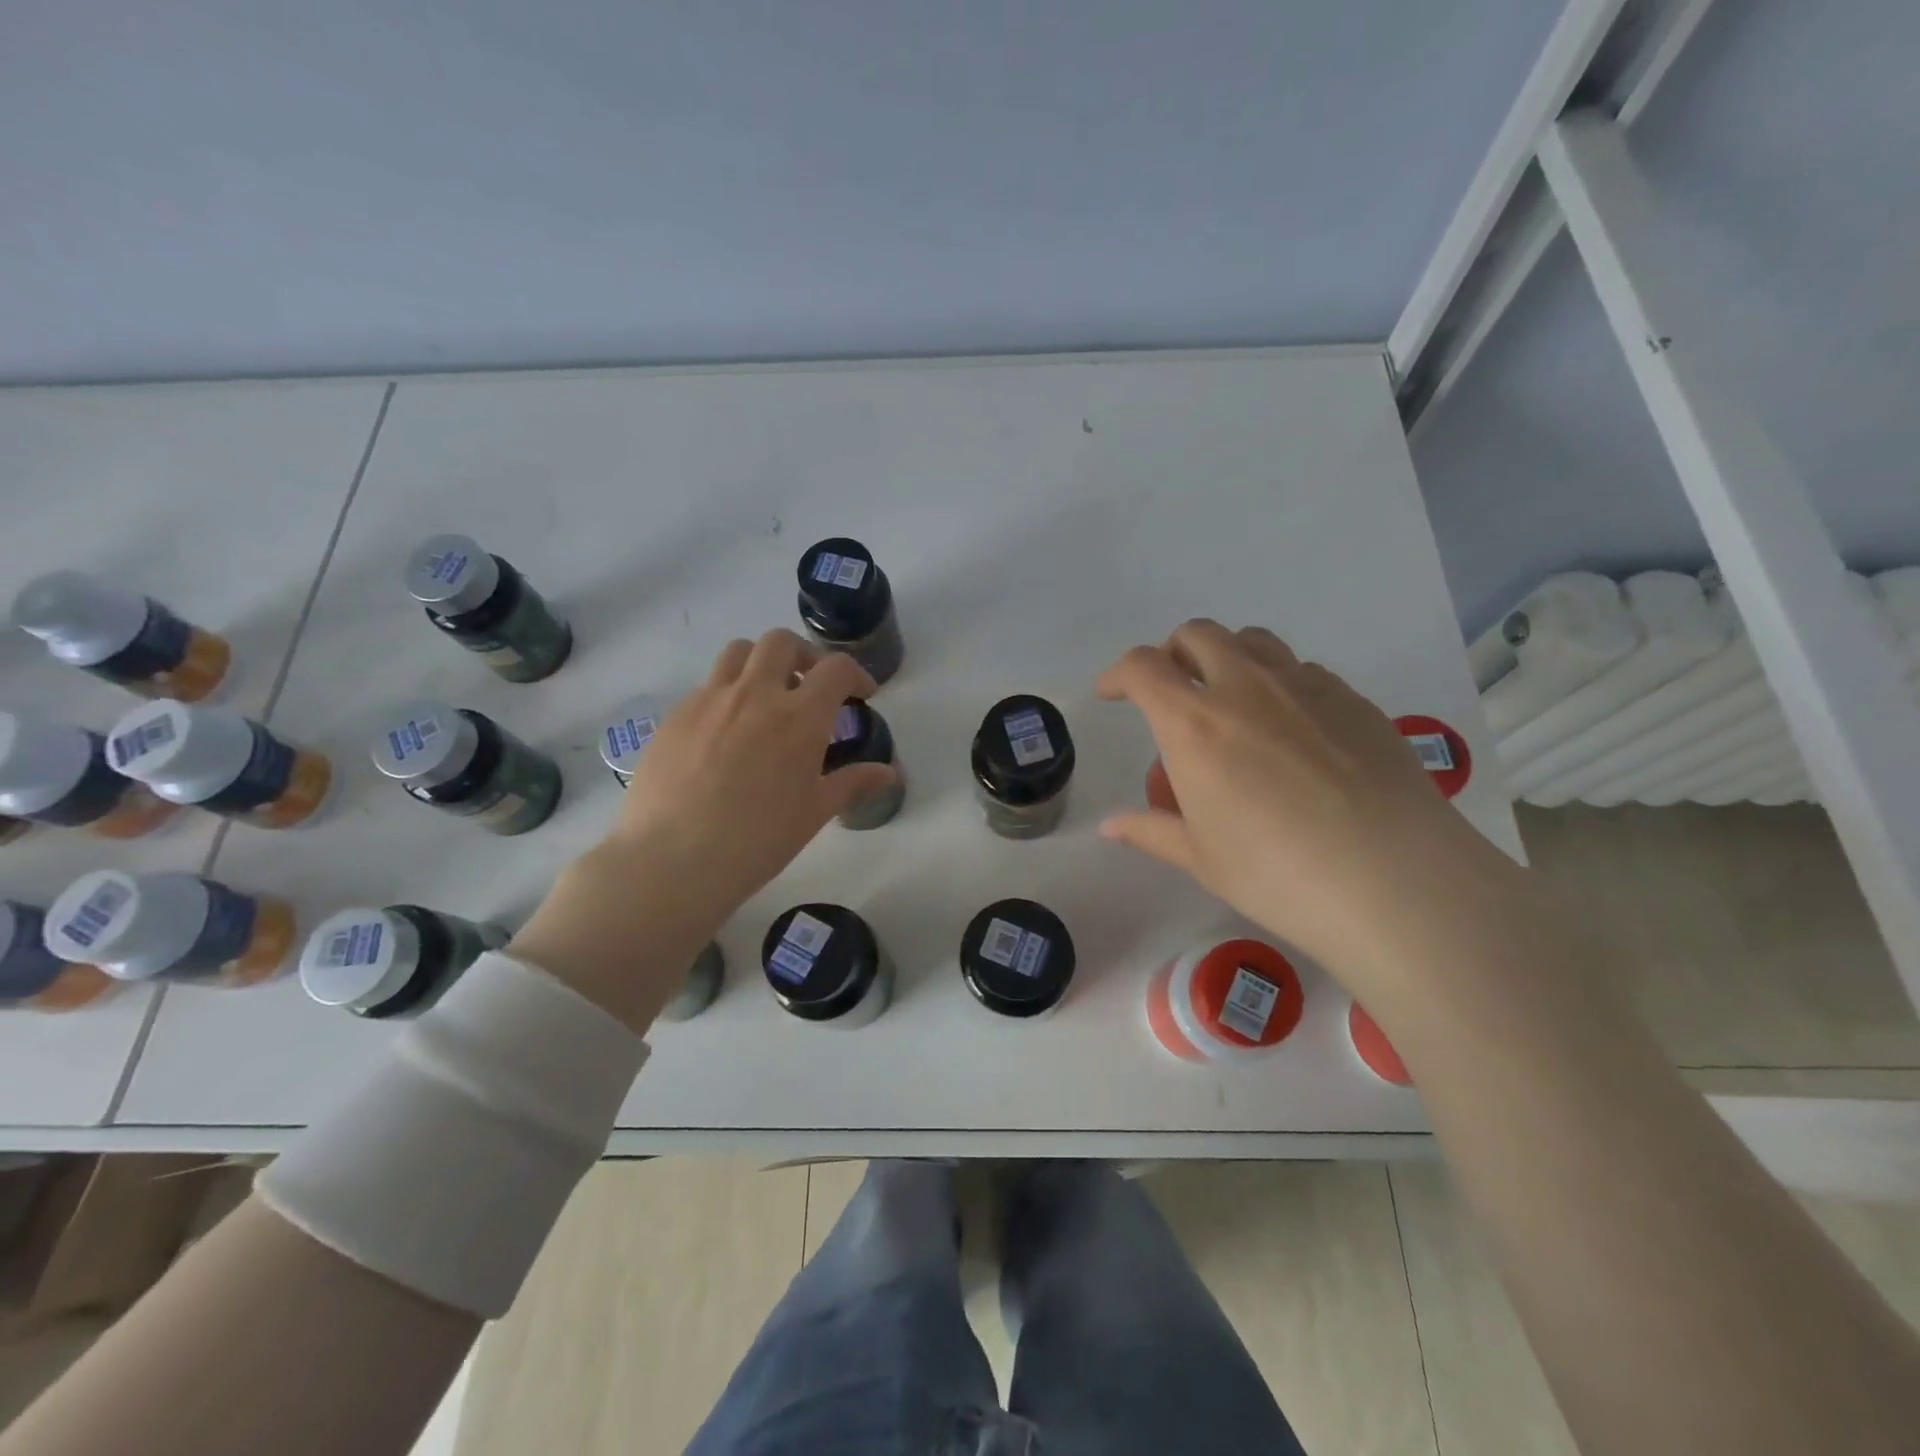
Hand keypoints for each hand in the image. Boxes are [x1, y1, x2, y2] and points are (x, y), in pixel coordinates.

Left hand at [511, 630, 895, 1030]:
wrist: (673, 860)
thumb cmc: (758, 840)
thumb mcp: (815, 812)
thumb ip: (854, 782)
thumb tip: (891, 773)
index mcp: (799, 717)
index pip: (836, 668)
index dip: (856, 674)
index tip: (860, 694)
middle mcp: (755, 694)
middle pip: (782, 642)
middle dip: (804, 656)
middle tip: (810, 686)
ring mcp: (709, 699)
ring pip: (738, 652)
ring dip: (761, 663)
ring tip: (765, 696)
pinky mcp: (675, 714)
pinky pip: (707, 685)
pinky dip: (727, 693)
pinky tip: (726, 732)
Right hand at [1097, 620, 1518, 1003]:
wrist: (1395, 881)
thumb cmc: (1277, 874)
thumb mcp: (1201, 858)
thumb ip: (1151, 831)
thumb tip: (1111, 826)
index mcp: (1194, 724)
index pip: (1142, 668)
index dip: (1118, 673)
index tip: (1112, 693)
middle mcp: (1245, 688)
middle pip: (1197, 634)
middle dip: (1172, 652)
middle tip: (1172, 691)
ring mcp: (1306, 686)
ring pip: (1253, 641)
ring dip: (1226, 657)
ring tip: (1230, 699)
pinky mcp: (1354, 699)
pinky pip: (1303, 670)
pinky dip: (1279, 682)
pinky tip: (1292, 729)